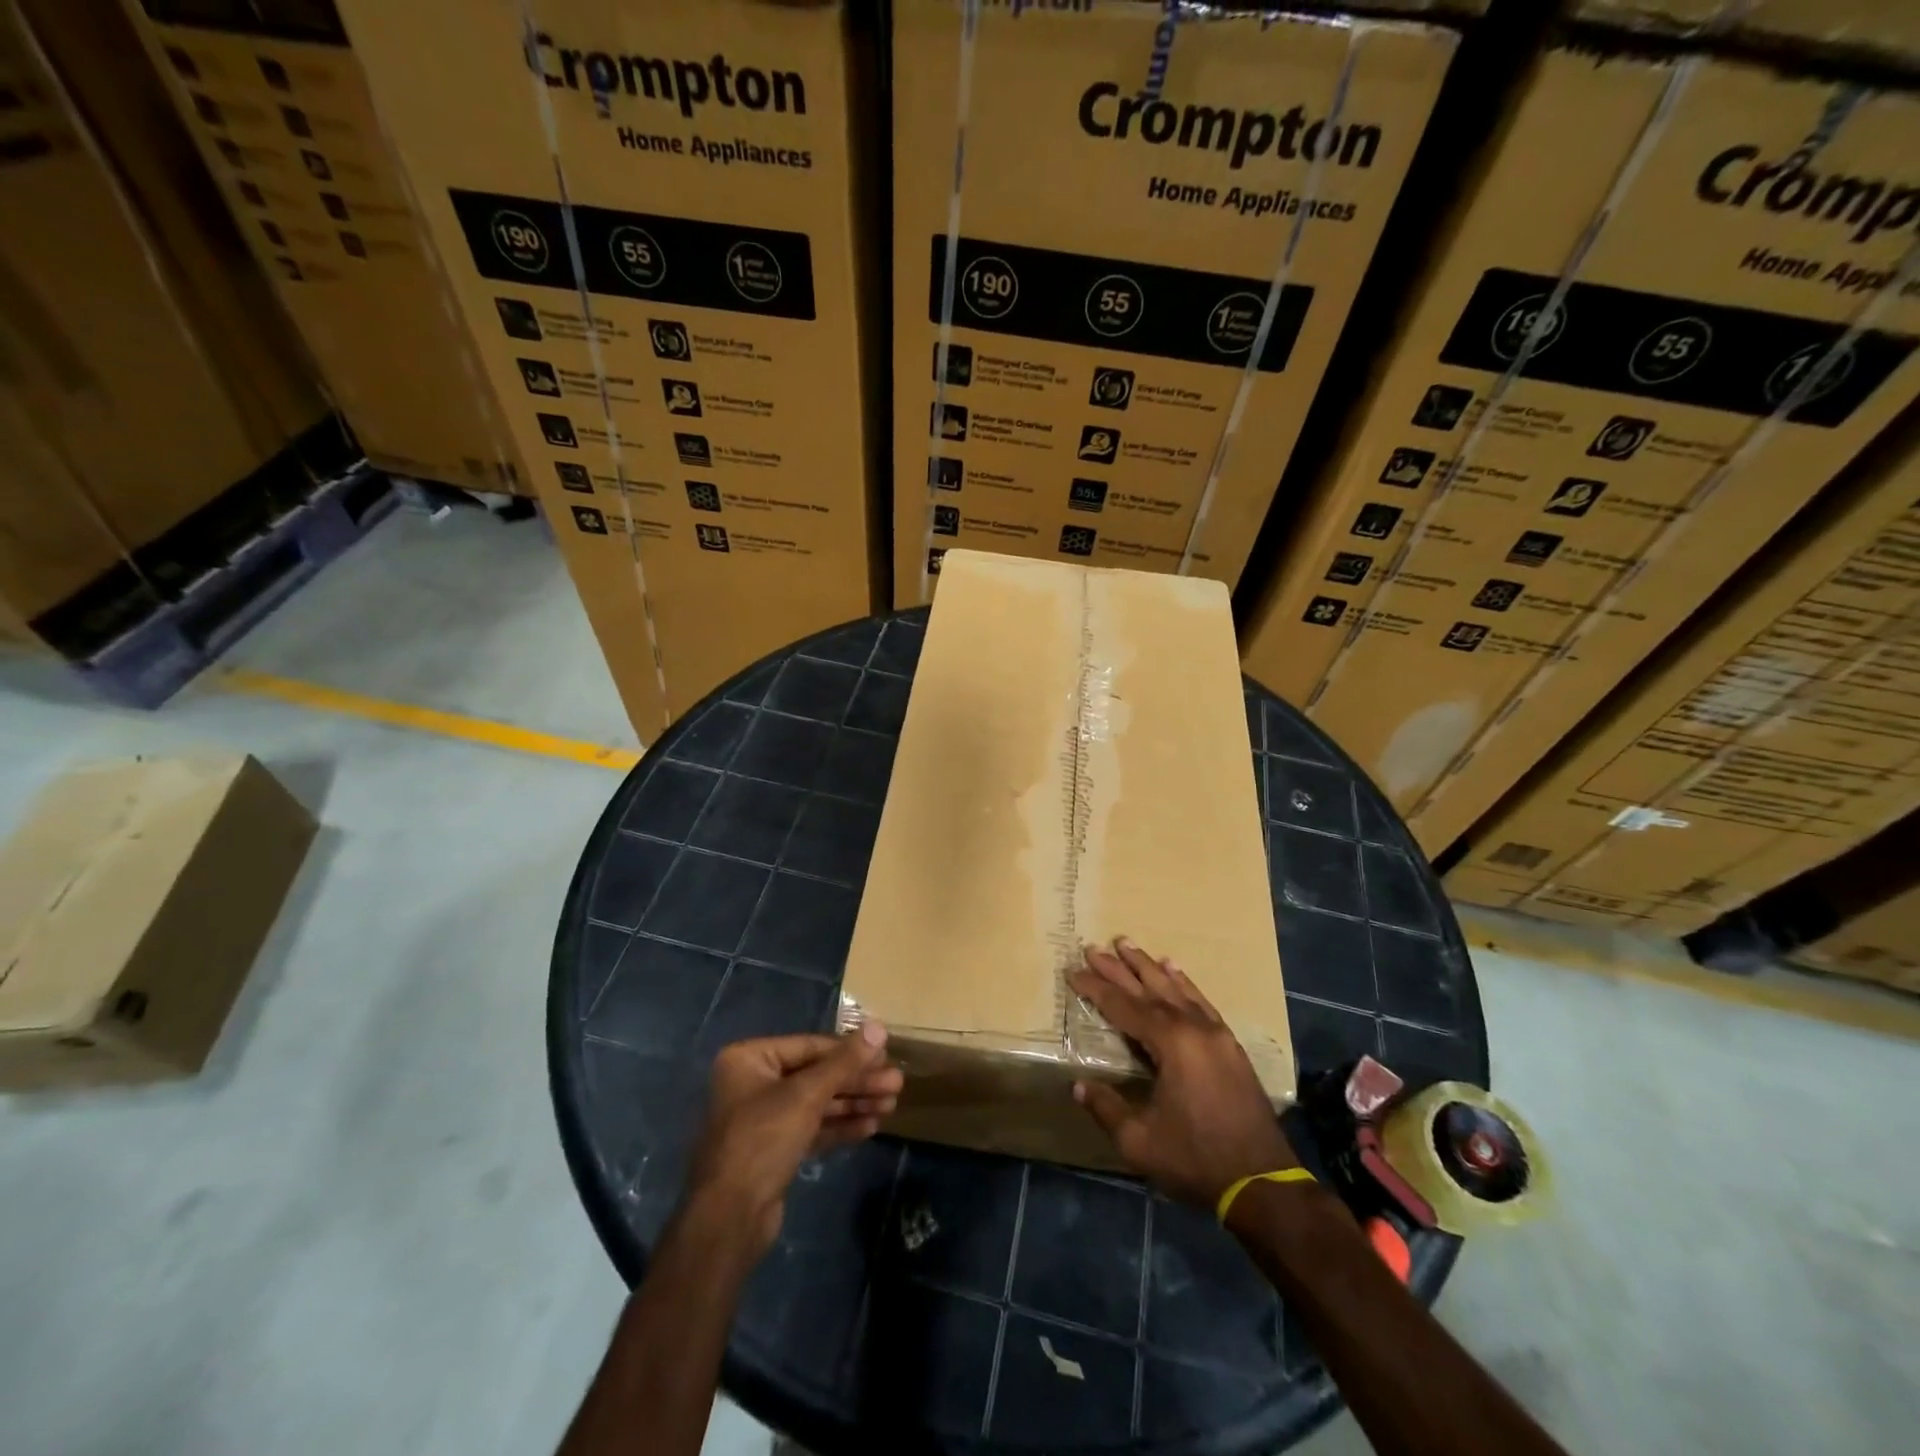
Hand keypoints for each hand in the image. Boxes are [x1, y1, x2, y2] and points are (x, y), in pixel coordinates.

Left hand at [686, 1024, 902, 1254]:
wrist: (728, 1220)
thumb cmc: (762, 1140)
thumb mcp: (807, 1095)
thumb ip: (845, 1062)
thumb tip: (879, 1026)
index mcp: (750, 1059)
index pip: (811, 1046)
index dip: (851, 1051)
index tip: (886, 1055)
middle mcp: (754, 1083)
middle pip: (816, 1075)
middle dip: (857, 1081)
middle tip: (896, 1084)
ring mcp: (764, 1119)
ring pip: (817, 1103)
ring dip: (854, 1103)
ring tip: (891, 1104)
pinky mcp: (774, 1151)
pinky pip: (812, 1128)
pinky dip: (839, 1126)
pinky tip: (870, 1127)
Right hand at [1070, 939, 1297, 1208]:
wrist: (1262, 1182)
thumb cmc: (1196, 1159)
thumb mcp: (1140, 1141)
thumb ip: (1107, 1108)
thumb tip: (1078, 1086)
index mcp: (1170, 1043)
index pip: (1122, 1006)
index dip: (1095, 988)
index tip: (1072, 971)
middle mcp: (1193, 1027)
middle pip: (1148, 989)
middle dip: (1117, 968)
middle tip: (1093, 947)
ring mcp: (1215, 1033)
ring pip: (1175, 988)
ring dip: (1148, 966)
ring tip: (1127, 944)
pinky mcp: (1229, 1045)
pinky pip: (1201, 1001)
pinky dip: (1183, 983)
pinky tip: (1174, 970)